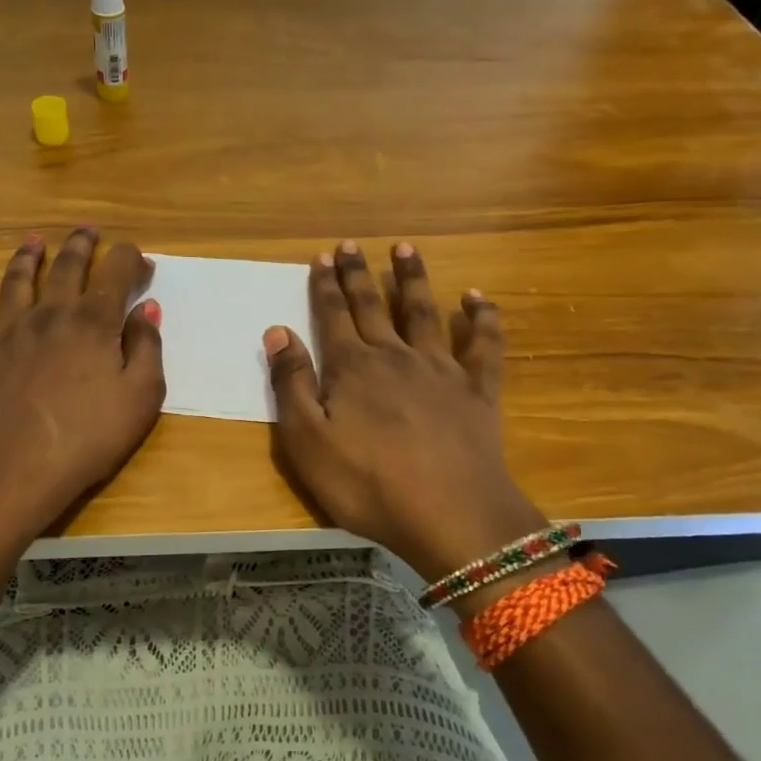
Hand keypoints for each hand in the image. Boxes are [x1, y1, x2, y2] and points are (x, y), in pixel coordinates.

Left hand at [0, 227, 164, 535]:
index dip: (132, 260)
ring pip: (17, 280)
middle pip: (67, 266)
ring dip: (27, 256)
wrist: (13, 471)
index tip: (143, 265)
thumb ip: (147, 349)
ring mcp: (7, 330)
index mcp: (93, 321)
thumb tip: (147, 309)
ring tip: (34, 241)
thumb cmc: (87, 439)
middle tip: (88, 230)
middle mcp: (50, 313)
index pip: (117, 272)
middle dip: (82, 245)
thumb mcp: (140, 399)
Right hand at [265, 241, 547, 578]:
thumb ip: (291, 383)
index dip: (325, 286)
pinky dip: (481, 318)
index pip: (333, 315)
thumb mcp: (308, 441)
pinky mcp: (478, 390)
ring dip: (412, 278)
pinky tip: (476, 298)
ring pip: (423, 312)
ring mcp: (440, 369)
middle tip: (350, 244)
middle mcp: (395, 356)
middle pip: (372, 305)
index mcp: (352, 368)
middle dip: (358, 274)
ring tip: (405, 248)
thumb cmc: (368, 483)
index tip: (321, 256)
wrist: (451, 515)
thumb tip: (277, 330)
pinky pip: (483, 345)